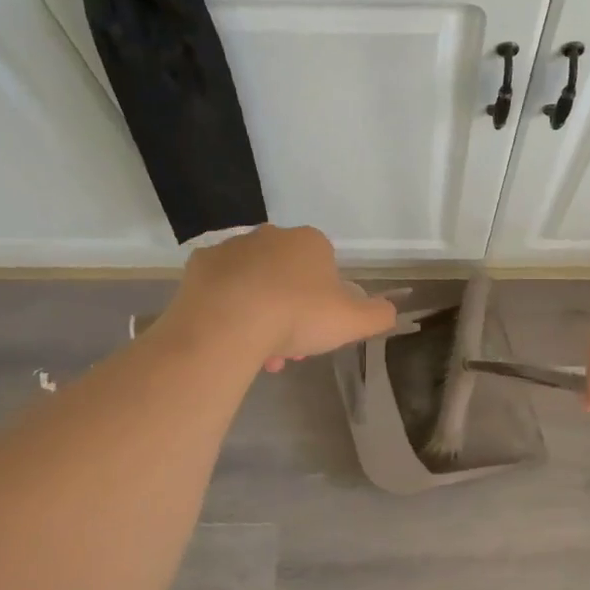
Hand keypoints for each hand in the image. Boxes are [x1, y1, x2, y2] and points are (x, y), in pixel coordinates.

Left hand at [171, 225, 396, 370]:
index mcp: (310, 242)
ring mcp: (232, 247)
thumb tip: (390, 310)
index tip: (319, 331)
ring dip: (261, 314)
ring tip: (259, 353)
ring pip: (255, 284)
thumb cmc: (297, 316)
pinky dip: (228, 309)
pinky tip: (230, 336)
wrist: (229, 323)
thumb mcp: (354, 321)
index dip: (325, 302)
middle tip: (289, 348)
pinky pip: (221, 289)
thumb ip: (379, 314)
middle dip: (291, 311)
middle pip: (288, 276)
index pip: (325, 268)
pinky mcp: (200, 265)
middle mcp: (271, 235)